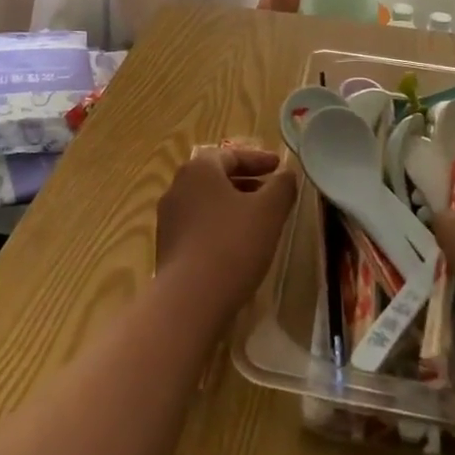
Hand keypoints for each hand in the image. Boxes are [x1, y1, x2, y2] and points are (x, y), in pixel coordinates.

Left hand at [156, 145, 297, 326]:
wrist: (189, 299)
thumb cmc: (232, 244)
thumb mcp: (269, 212)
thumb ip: (282, 187)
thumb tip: (287, 174)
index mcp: (199, 169)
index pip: (231, 155)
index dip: (258, 160)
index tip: (279, 167)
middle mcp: (178, 187)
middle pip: (216, 177)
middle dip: (246, 182)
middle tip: (271, 191)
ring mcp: (168, 218)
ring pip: (207, 202)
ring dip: (233, 205)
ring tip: (258, 220)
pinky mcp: (167, 246)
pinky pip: (198, 225)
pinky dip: (219, 225)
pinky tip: (236, 245)